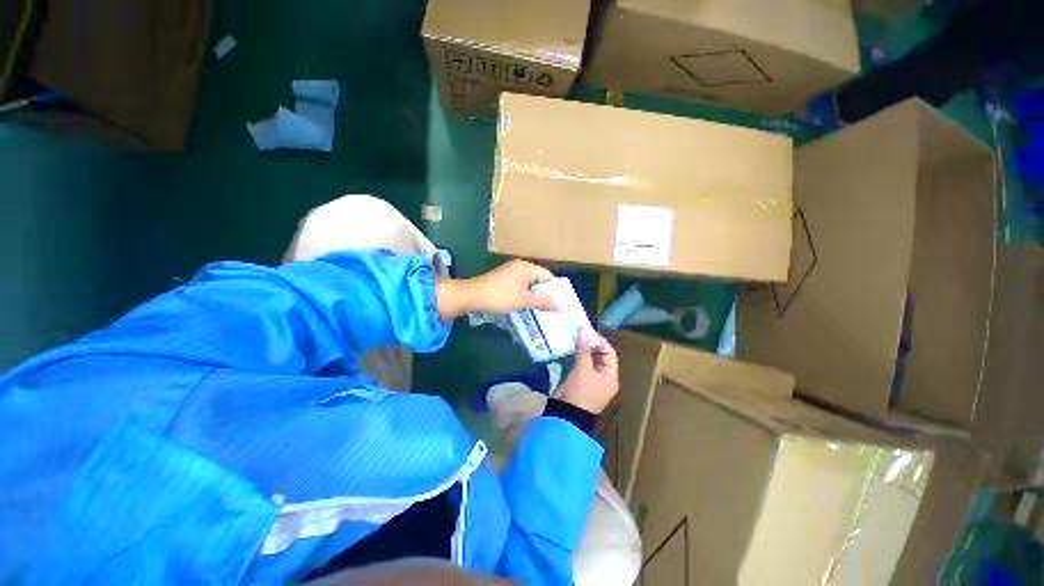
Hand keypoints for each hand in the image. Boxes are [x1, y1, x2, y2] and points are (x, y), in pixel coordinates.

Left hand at [436, 260, 556, 320]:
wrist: (472, 296)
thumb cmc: (500, 296)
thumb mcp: (523, 301)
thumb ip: (543, 302)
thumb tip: (560, 305)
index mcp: (526, 267)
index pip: (547, 276)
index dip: (555, 289)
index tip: (560, 303)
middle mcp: (519, 267)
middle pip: (539, 279)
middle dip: (545, 294)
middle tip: (553, 308)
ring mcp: (510, 273)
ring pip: (529, 284)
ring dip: (535, 296)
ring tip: (543, 310)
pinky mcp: (504, 280)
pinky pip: (520, 287)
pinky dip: (525, 296)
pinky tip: (527, 307)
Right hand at [557, 333, 618, 414]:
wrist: (566, 415)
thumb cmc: (580, 393)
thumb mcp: (583, 371)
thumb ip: (583, 351)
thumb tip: (583, 331)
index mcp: (610, 376)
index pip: (609, 353)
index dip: (600, 341)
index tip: (587, 331)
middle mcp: (603, 377)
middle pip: (599, 355)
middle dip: (590, 343)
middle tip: (578, 332)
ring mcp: (591, 379)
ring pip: (589, 359)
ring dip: (582, 348)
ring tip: (573, 336)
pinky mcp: (580, 380)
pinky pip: (580, 364)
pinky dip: (576, 355)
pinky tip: (569, 347)